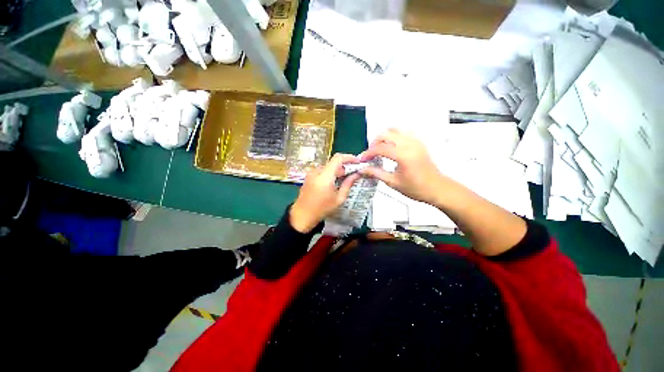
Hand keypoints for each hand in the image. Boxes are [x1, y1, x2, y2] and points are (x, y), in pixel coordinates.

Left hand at [290, 154, 360, 232]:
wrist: (302, 215)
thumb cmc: (322, 209)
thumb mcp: (339, 199)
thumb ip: (348, 184)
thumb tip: (356, 174)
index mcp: (325, 176)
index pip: (338, 158)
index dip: (349, 157)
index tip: (357, 162)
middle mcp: (317, 171)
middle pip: (333, 163)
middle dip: (344, 166)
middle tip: (353, 174)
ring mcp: (311, 173)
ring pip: (328, 167)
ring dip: (337, 170)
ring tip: (344, 180)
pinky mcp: (309, 176)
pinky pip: (322, 171)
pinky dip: (330, 173)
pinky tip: (334, 183)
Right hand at [359, 128, 446, 204]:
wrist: (437, 189)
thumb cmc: (417, 188)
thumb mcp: (393, 182)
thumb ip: (376, 173)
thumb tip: (363, 170)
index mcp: (403, 155)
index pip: (379, 148)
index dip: (368, 153)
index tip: (363, 159)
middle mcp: (410, 144)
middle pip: (385, 134)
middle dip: (374, 143)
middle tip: (370, 154)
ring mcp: (415, 142)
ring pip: (394, 131)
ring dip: (384, 138)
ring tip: (379, 150)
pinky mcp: (418, 143)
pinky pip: (403, 133)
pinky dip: (393, 138)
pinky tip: (391, 148)